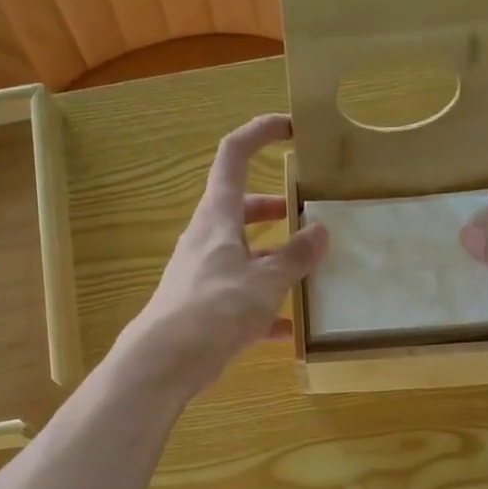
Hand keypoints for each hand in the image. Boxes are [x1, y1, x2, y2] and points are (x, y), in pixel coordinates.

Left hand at [121, 114, 328, 394]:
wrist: (167, 359)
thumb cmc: (216, 308)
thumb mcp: (265, 281)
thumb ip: (295, 256)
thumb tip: (320, 231)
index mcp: (218, 216)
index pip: (234, 156)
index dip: (260, 133)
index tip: (290, 129)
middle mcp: (207, 239)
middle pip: (240, 209)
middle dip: (274, 207)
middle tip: (307, 215)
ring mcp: (204, 274)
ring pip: (243, 255)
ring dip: (273, 259)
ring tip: (308, 271)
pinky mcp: (205, 308)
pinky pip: (241, 298)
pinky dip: (265, 307)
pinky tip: (290, 328)